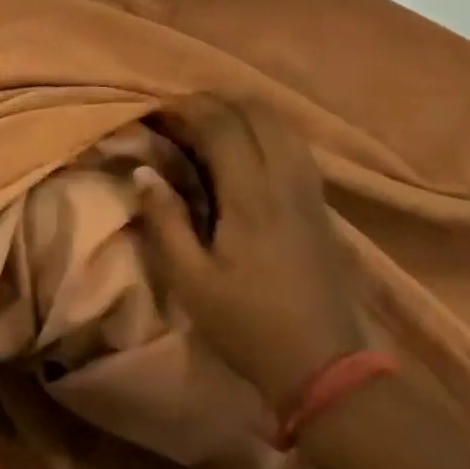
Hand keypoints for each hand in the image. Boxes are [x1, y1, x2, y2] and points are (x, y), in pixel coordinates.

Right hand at [133, 95, 362, 414]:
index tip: (158, 113)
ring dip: (242, 110)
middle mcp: (284, 179)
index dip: (187, 108)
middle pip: (254, 111)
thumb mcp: (191, 281)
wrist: (326, 367)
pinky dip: (265, 128)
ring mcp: (309, 188)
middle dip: (213, 101)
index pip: (221, 124)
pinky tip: (246, 146)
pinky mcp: (321, 201)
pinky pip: (294, 143)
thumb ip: (166, 220)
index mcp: (251, 196)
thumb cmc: (249, 325)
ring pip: (280, 122)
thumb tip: (143, 171)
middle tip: (180, 114)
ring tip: (210, 123)